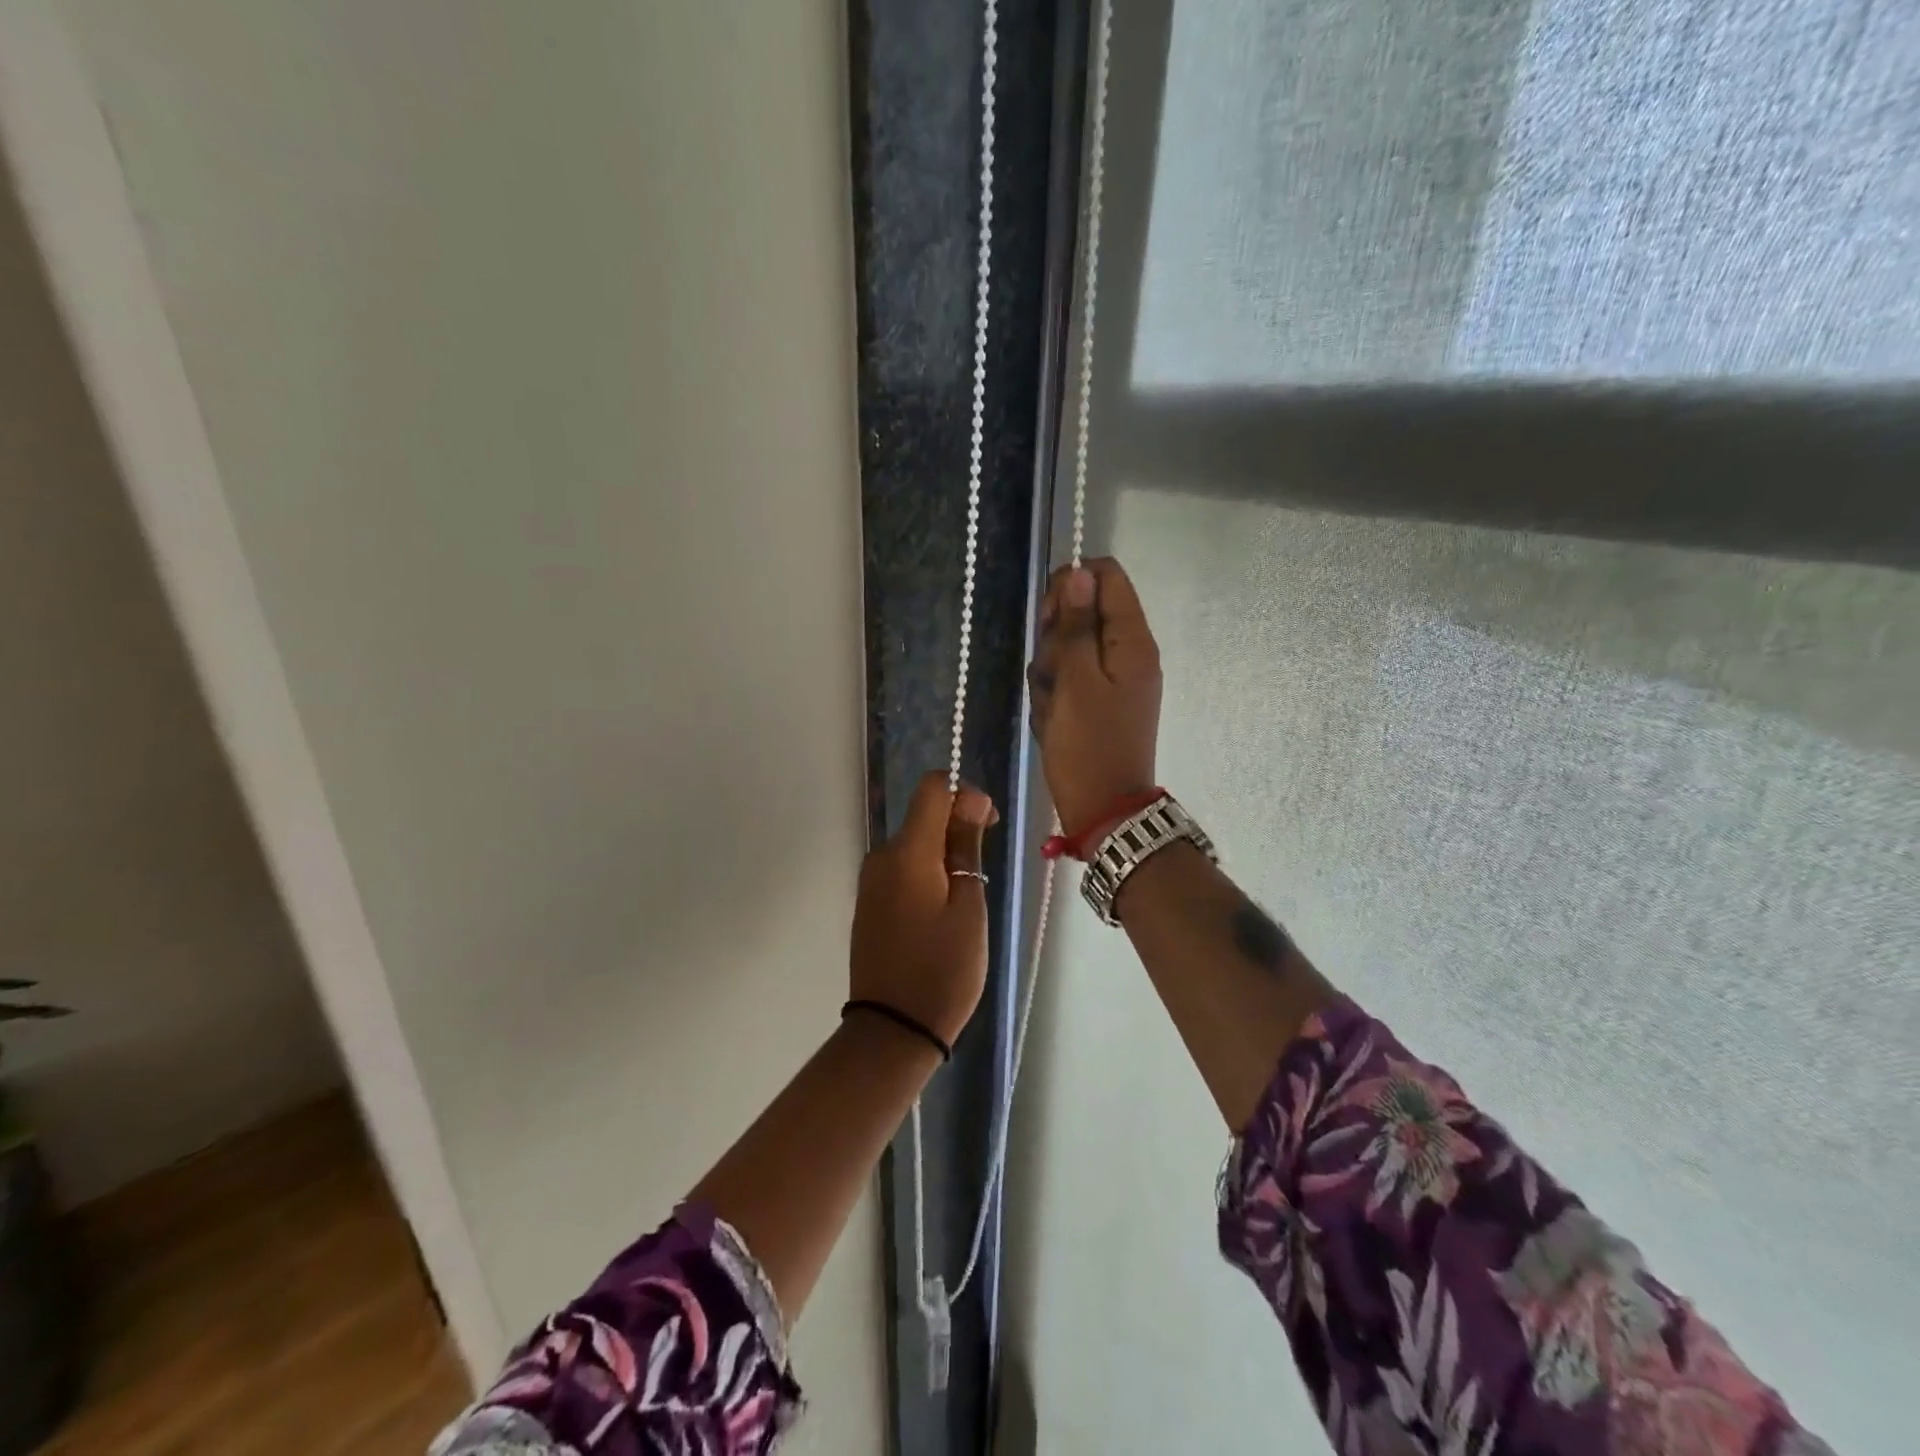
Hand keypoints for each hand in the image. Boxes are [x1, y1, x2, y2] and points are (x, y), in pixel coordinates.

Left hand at [849, 772, 996, 1047]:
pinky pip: (902, 869)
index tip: (988, 826)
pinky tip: (942, 911)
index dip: (965, 794)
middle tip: (984, 872)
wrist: (892, 1030)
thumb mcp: (968, 908)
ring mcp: (871, 880)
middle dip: (958, 828)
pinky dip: (927, 874)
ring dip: (945, 855)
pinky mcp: (869, 902)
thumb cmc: (942, 970)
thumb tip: (969, 804)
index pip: (932, 788)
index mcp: (907, 852)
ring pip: (915, 844)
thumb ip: (966, 848)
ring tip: (966, 901)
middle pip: (924, 816)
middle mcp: (882, 856)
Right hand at [1028, 558, 1161, 830]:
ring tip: (1051, 704)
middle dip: (1056, 636)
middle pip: (1085, 611)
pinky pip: (1069, 678)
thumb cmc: (1088, 746)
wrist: (1103, 810)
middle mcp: (1128, 652)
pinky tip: (1051, 718)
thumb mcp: (1076, 681)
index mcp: (1133, 641)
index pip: (1107, 577)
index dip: (1072, 586)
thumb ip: (1078, 626)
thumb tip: (1080, 573)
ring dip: (1050, 669)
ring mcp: (1113, 678)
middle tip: (1051, 670)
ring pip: (1070, 646)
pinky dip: (1054, 694)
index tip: (1050, 619)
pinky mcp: (1098, 700)